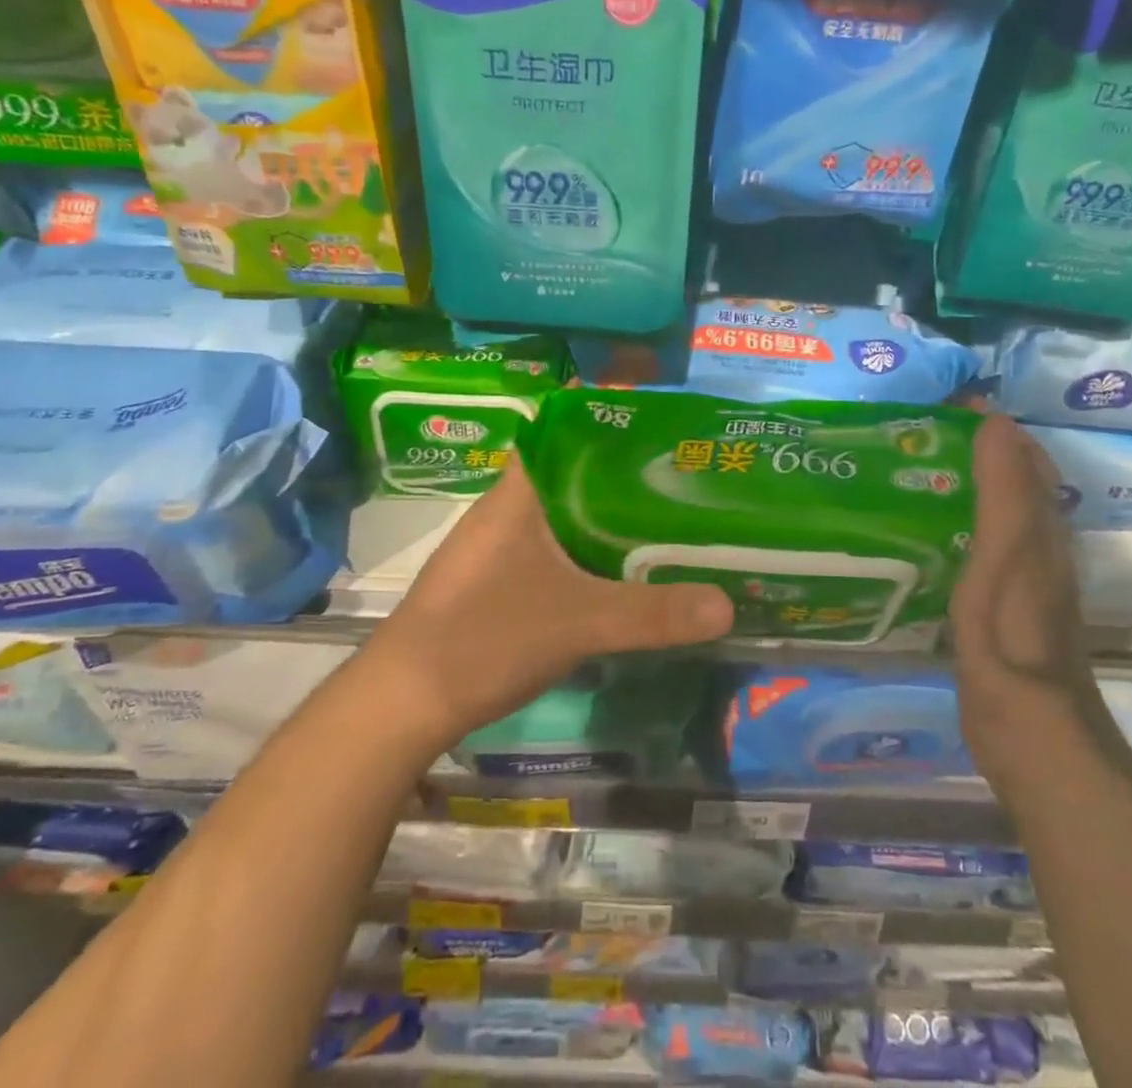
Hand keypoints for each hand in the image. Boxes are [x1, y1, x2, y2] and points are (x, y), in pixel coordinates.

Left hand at [363, 457, 733, 750]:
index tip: (662, 434)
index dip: (612, 428)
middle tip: (682, 482)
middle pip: (573, 476)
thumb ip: (652, 614)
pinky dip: (586, 555)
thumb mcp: (579, 623)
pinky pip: (552, 552)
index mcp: (519, 494)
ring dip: (606, 520)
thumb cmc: (484, 638)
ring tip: (664, 522)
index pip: (566, 434)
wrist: (403, 703)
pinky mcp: (496, 583)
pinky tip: (618, 575)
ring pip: (563, 517)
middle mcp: (506, 510)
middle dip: (624, 478)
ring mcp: (497, 548)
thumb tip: (728, 606)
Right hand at [948, 413, 1096, 768]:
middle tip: (921, 430)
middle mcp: (1038, 548)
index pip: (1023, 458)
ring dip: (968, 484)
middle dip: (979, 450)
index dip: (993, 426)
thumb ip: (1004, 492)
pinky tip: (930, 529)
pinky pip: (982, 545)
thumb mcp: (1008, 556)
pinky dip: (960, 522)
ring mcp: (1020, 579)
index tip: (947, 401)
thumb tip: (997, 422)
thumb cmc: (1012, 637)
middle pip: (1014, 483)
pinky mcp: (999, 606)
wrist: (1031, 730)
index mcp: (1041, 530)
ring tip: (917, 467)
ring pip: (997, 513)